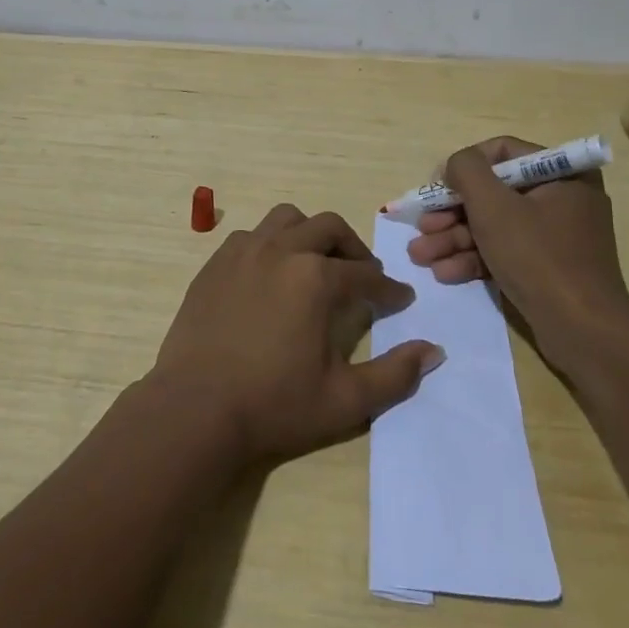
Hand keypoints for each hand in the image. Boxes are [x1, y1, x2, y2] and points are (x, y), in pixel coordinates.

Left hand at [147, 204, 444, 465]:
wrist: (194, 408)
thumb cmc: (273, 405)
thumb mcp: (345, 400)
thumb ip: (395, 375)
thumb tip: (433, 350)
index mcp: (316, 278)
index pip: (365, 274)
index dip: (388, 288)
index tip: (400, 299)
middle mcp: (281, 251)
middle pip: (328, 228)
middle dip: (353, 248)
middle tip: (362, 273)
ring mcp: (243, 252)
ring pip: (287, 219)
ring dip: (310, 234)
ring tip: (316, 263)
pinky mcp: (215, 263)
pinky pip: (252, 235)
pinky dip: (272, 244)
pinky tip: (272, 274)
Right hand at [407, 137, 628, 364]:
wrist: (583, 332)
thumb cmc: (538, 257)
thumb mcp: (494, 206)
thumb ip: (467, 171)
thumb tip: (455, 165)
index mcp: (563, 174)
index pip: (502, 152)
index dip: (463, 166)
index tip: (435, 188)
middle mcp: (562, 198)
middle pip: (493, 193)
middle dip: (451, 213)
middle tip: (421, 227)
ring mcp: (555, 235)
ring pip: (494, 225)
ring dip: (454, 238)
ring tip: (420, 256)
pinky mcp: (547, 267)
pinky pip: (505, 250)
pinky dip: (475, 258)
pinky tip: (445, 273)